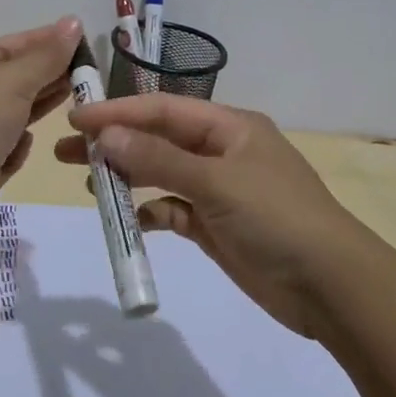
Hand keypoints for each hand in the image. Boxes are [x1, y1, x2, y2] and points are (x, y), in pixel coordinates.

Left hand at [0, 16, 81, 240]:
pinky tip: (32, 142)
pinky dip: (19, 146)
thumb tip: (73, 23)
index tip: (76, 38)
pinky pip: (5, 151)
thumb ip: (45, 56)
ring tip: (76, 97)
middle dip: (45, 73)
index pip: (3, 48)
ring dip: (39, 106)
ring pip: (11, 115)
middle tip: (85, 69)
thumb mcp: (11, 82)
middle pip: (9, 81)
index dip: (39, 40)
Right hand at [55, 95, 367, 338]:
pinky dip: (152, 213)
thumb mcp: (216, 182)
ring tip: (89, 184)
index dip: (118, 112)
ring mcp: (219, 191)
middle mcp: (222, 152)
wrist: (330, 286)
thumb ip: (159, 159)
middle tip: (66, 152)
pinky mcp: (216, 227)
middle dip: (115, 144)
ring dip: (128, 178)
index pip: (163, 110)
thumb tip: (106, 136)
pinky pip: (174, 211)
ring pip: (162, 175)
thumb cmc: (276, 218)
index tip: (76, 120)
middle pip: (158, 140)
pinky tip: (132, 220)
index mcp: (229, 127)